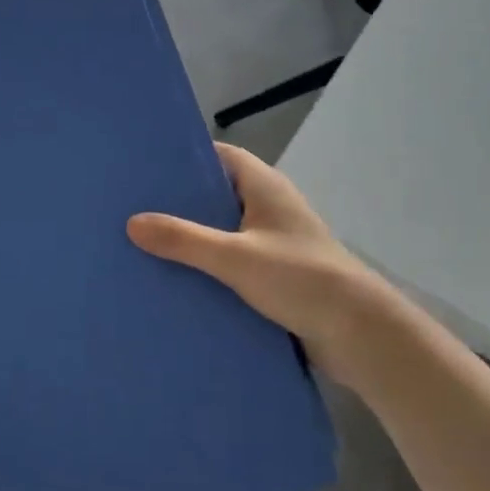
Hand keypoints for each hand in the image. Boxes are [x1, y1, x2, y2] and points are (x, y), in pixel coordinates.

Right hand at [128, 144, 378, 373]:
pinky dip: (206, 269)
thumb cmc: (300, 279)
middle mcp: (268, 208)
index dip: (184, 159)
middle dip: (178, 204)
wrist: (359, 334)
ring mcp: (272, 243)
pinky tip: (174, 282)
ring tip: (141, 246)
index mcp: (264, 187)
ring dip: (190, 241)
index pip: (219, 156)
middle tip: (130, 210)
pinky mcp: (273, 276)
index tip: (144, 168)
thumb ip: (184, 240)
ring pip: (221, 233)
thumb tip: (132, 223)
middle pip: (215, 196)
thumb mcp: (235, 257)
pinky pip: (230, 264)